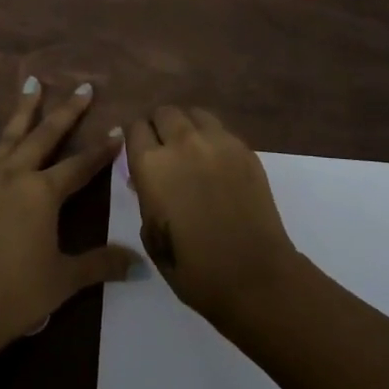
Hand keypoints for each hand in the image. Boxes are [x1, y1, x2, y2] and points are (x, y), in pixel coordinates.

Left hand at [0, 78, 137, 351]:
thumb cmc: (15, 296)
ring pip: (9, 133)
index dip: (102, 151)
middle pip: (47, 137)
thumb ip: (101, 264)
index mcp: (45, 194)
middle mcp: (16, 174)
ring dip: (24, 107)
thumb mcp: (64, 281)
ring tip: (33, 81)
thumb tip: (139, 264)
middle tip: (84, 88)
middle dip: (68, 112)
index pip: (81, 166)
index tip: (118, 132)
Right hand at [124, 106, 301, 324]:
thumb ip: (145, 198)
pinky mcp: (245, 149)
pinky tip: (215, 161)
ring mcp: (217, 142)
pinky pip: (221, 130)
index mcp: (151, 165)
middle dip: (159, 126)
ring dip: (186, 125)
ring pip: (194, 113)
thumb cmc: (194, 268)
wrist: (253, 275)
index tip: (137, 151)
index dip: (134, 138)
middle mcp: (182, 143)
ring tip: (190, 148)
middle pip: (164, 112)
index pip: (134, 128)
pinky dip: (212, 138)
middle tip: (163, 148)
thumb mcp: (152, 236)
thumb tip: (144, 180)